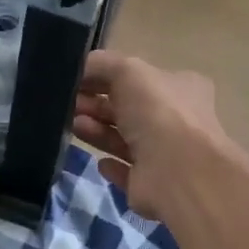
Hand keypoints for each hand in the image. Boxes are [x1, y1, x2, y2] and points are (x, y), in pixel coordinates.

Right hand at [71, 50, 233, 219]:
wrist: (177, 173)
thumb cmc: (158, 112)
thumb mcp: (128, 71)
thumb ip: (103, 64)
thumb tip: (81, 67)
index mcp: (180, 88)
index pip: (140, 77)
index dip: (108, 76)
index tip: (78, 80)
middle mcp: (176, 120)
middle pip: (129, 109)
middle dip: (97, 104)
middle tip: (68, 104)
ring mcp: (165, 155)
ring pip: (125, 139)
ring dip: (99, 131)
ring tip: (73, 126)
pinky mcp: (152, 185)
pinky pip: (128, 172)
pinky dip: (112, 166)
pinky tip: (99, 162)